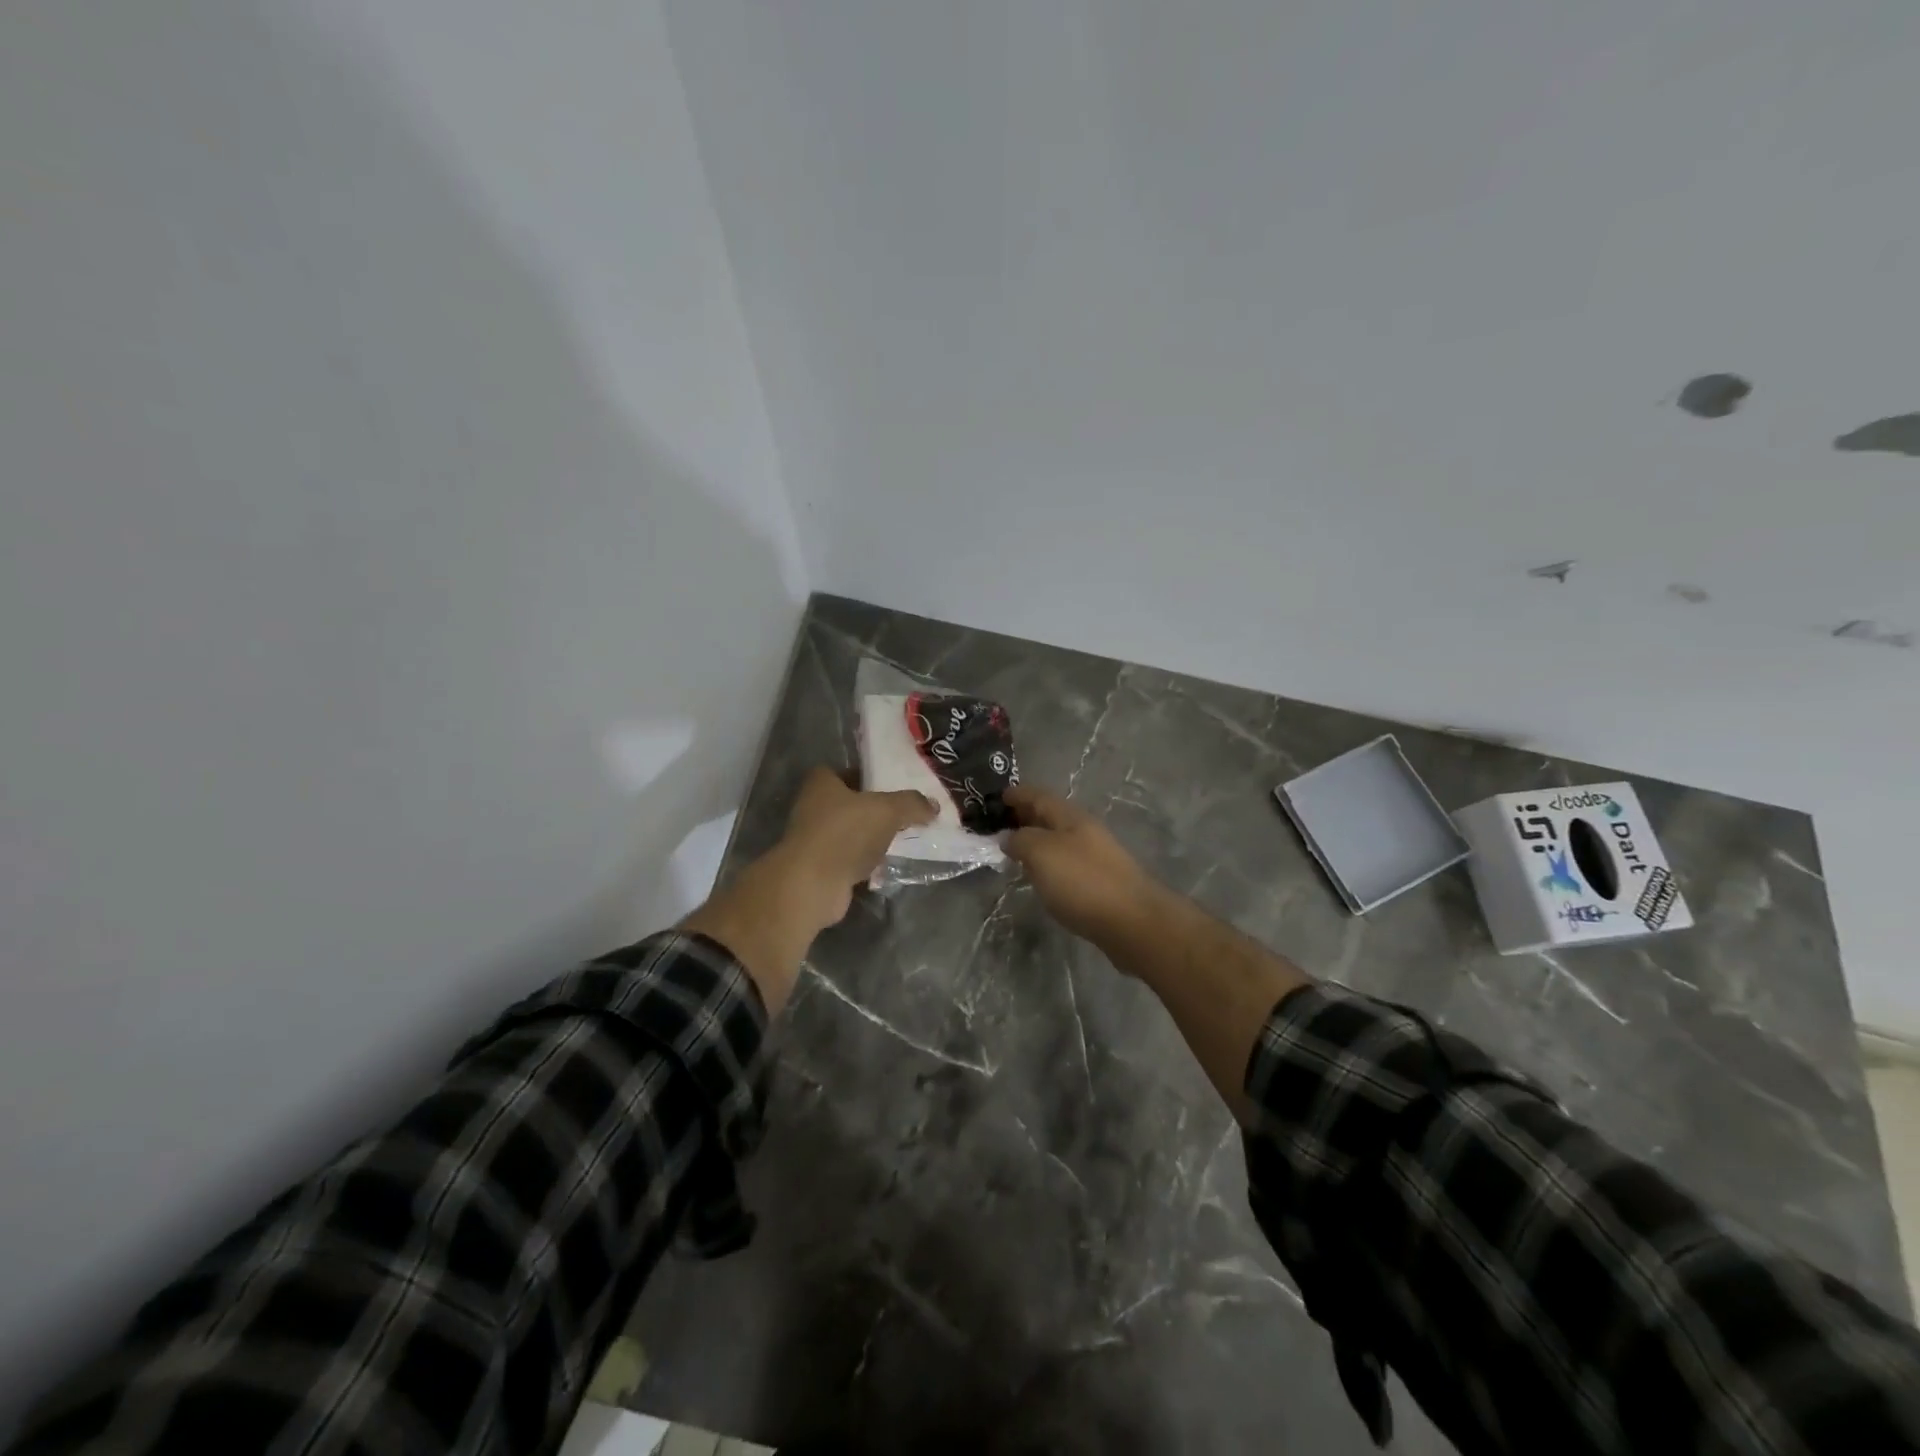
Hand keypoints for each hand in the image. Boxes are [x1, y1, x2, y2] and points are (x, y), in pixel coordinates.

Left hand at [774, 766, 937, 930]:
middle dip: (876, 809)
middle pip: (851, 803)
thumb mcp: (888, 810)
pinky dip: (867, 862)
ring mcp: (815, 840)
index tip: (894, 785)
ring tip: (904, 839)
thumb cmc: (845, 834)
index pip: (847, 771)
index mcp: (822, 783)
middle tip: (906, 812)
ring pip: (852, 833)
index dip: (869, 775)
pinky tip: (889, 865)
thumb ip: (912, 804)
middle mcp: (813, 807)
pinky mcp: (821, 868)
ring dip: (873, 837)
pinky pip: (851, 859)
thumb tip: (933, 805)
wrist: (812, 885)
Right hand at [1003, 785, 1161, 949]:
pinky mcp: (1100, 882)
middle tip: (999, 824)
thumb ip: (1020, 840)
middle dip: (1025, 816)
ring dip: (1036, 841)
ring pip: (1058, 840)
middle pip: (1050, 817)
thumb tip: (1009, 838)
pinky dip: (1048, 863)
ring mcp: (1095, 857)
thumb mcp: (1041, 853)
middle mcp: (1085, 831)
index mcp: (1071, 817)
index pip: (1039, 796)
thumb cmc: (1082, 881)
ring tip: (1014, 851)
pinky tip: (1040, 876)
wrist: (1132, 922)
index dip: (1018, 794)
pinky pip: (1066, 863)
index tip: (996, 797)